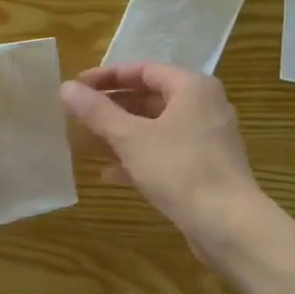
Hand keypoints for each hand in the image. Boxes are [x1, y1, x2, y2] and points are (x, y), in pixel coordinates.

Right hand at [62, 62, 266, 260]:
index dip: (107, 76)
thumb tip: (66, 88)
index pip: (143, 69)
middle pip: (151, 97)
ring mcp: (206, 139)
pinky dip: (138, 157)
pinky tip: (109, 173)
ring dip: (122, 132)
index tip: (76, 87)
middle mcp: (203, 106)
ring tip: (87, 140)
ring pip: (156, 127)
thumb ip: (97, 112)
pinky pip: (165, 153)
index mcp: (191, 87)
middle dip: (113, 105)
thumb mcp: (130, 138)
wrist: (228, 224)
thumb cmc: (180, 169)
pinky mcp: (204, 168)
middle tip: (79, 113)